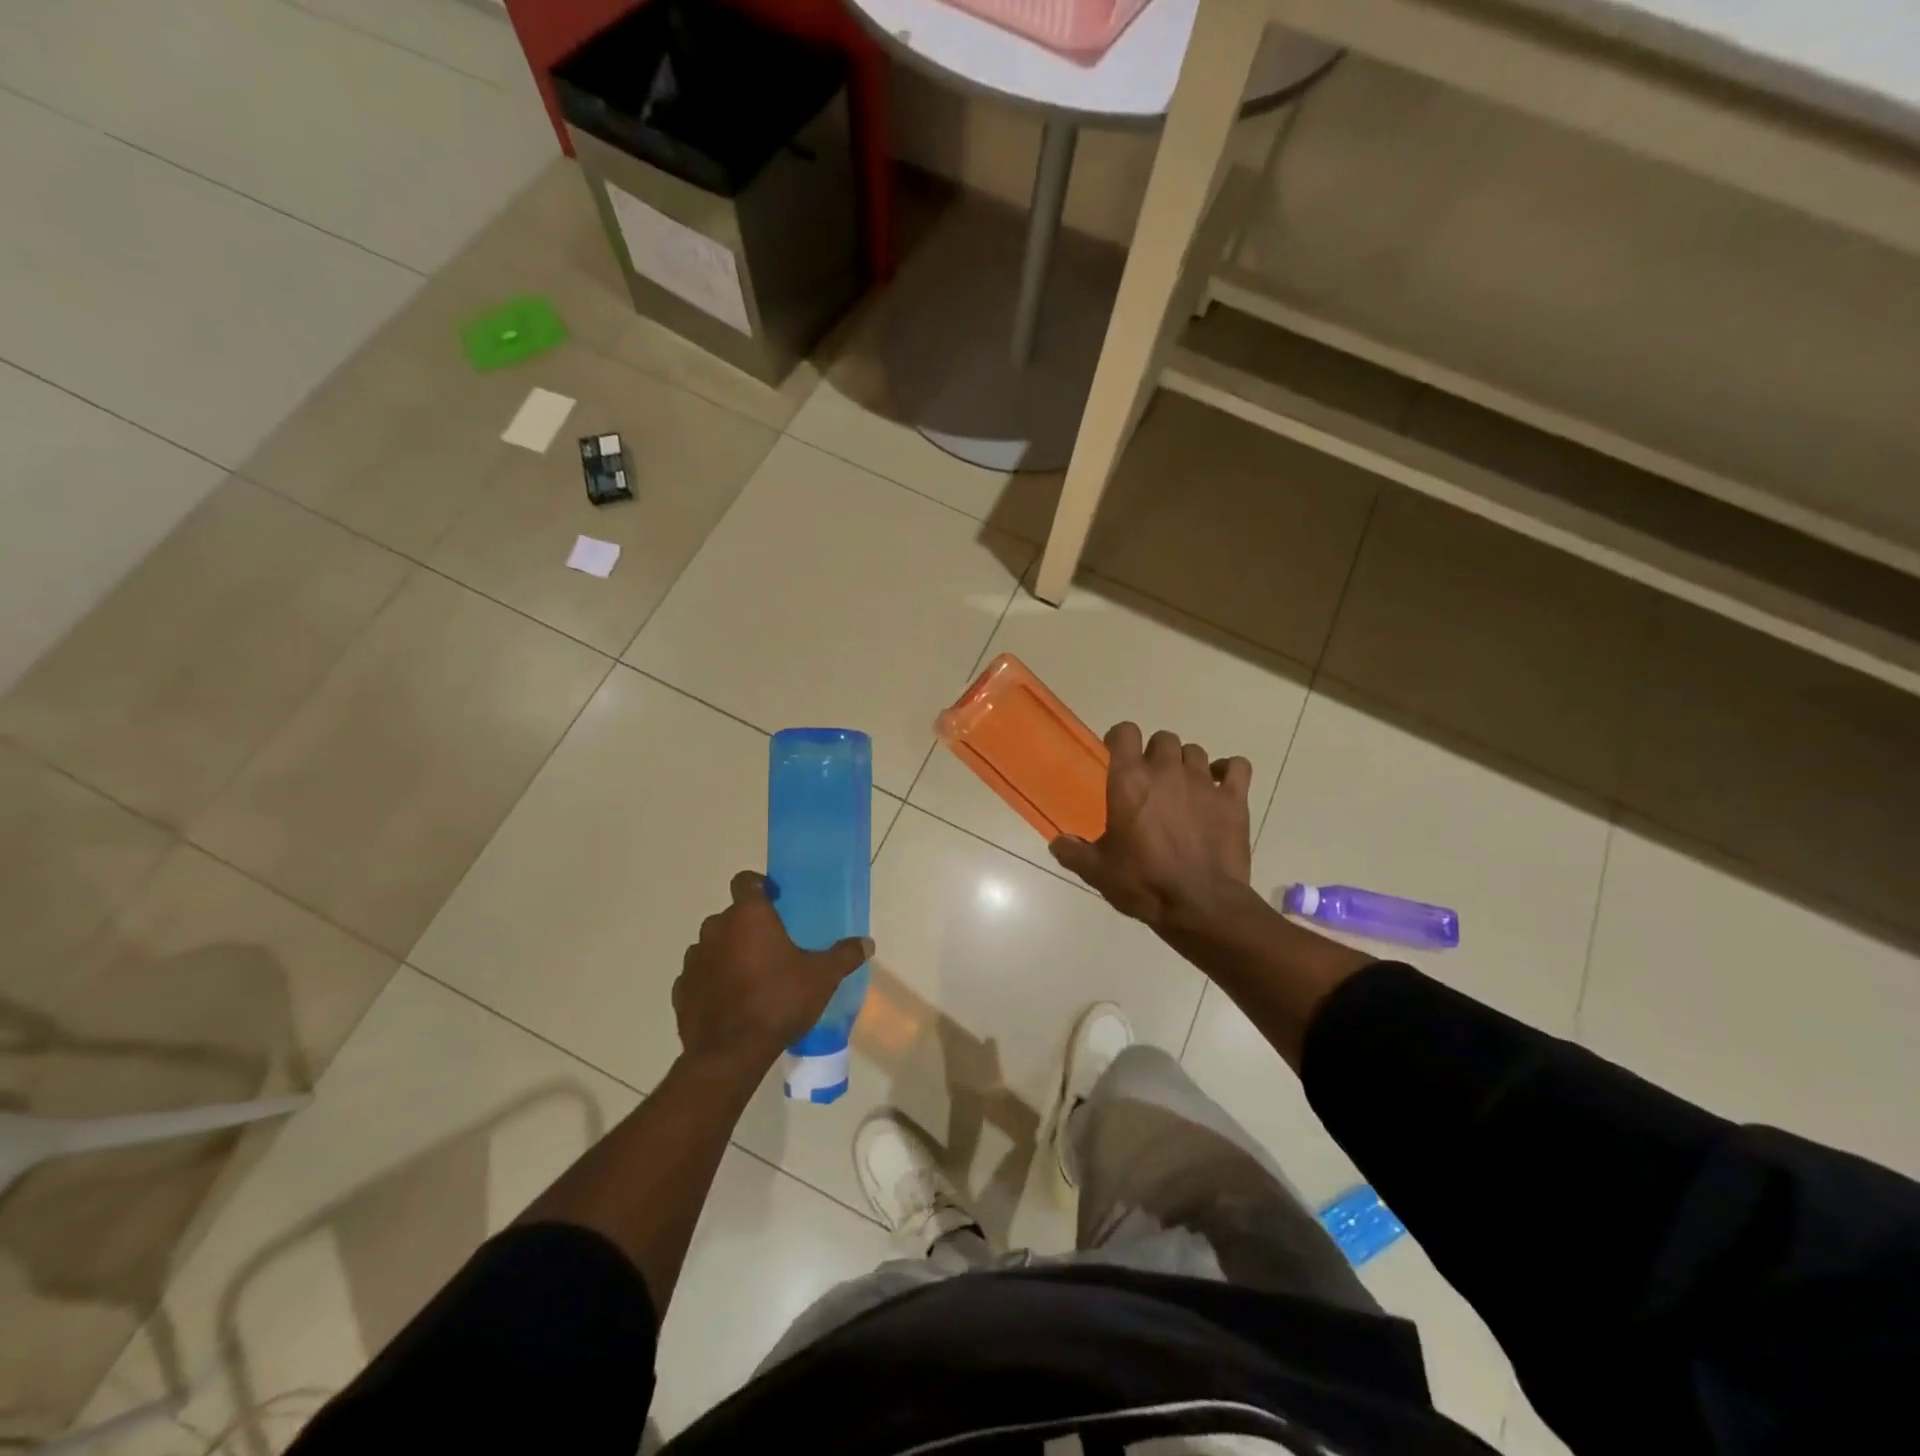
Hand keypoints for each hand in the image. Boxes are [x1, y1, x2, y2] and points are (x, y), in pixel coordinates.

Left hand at [674, 871, 872, 1077]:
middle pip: (731, 916)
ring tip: (750, 976)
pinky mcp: (681, 990)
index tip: (776, 901)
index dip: (760, 887)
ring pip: (712, 945)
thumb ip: (844, 956)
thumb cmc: (779, 1001)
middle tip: (772, 946)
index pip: (745, 881)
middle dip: (748, 926)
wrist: (731, 1054)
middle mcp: (715, 929)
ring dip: (727, 953)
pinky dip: (711, 981)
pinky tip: (730, 1001)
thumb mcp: (822, 977)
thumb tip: (867, 943)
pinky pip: (699, 976)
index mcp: (748, 916)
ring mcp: (693, 960)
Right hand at [1050, 723, 1254, 931]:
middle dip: (1155, 753)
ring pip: (1195, 752)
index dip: (1119, 738)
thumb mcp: (1097, 872)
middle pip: (1163, 739)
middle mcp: (1166, 771)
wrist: (1201, 905)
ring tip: (1182, 788)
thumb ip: (1073, 852)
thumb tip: (1057, 843)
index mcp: (1129, 781)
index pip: (1125, 732)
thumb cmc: (1143, 883)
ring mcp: (1204, 783)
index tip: (1116, 752)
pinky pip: (1236, 766)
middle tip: (1150, 780)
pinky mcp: (1234, 799)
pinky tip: (1220, 785)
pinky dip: (1228, 770)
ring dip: (1186, 764)